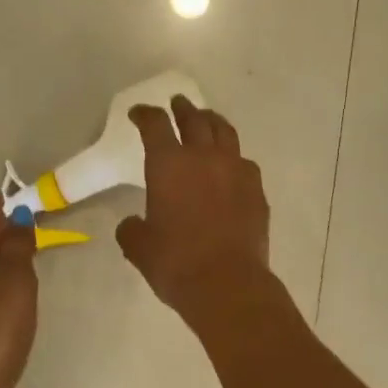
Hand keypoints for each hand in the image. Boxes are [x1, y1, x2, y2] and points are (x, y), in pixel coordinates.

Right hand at [117, 96, 280, 345]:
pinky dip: (233, 157)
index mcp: (169, 164)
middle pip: (194, 119)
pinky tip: (231, 165)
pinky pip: (244, 161)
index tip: (138, 113)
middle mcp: (203, 157)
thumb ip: (132, 229)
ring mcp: (235, 169)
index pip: (155, 124)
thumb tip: (132, 223)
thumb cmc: (176, 263)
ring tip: (207, 120)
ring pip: (224, 132)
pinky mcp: (256, 188)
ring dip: (212, 121)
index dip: (145, 114)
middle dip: (183, 108)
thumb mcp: (140, 247)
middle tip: (177, 103)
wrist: (228, 283)